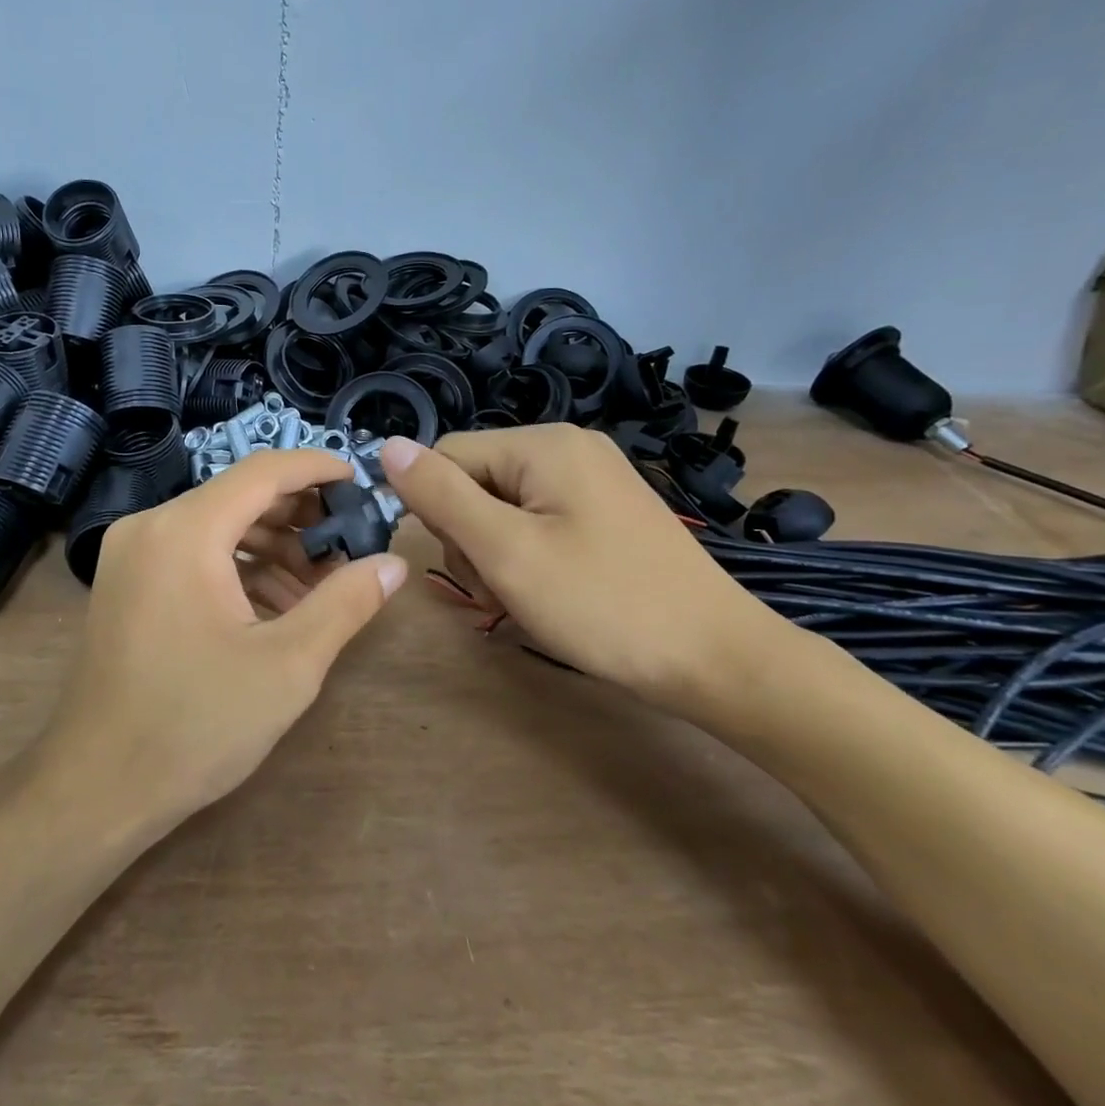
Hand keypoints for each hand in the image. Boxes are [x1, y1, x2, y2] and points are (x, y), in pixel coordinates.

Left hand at [39, 448, 407, 834]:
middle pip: (239, 496)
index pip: (263, 472)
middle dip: (299, 518)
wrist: (97, 787)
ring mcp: (132, 554)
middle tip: (349, 546)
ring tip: (320, 586)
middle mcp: (151, 526)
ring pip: (216, 526)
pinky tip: (275, 606)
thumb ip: (346, 603)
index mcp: (185, 530)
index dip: (317, 469)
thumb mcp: (287, 664)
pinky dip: (237, 568)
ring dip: (272, 547)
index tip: (361, 483)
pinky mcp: (126, 582)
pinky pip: (192, 554)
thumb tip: (393, 564)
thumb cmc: (195, 724)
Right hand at [380, 425, 785, 715]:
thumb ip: (441, 495)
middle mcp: (569, 448)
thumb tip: (387, 447)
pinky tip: (549, 593)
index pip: (447, 456)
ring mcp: (593, 480)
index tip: (465, 564)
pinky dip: (528, 557)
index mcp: (544, 444)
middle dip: (470, 537)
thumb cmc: (603, 604)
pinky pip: (539, 522)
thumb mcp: (506, 551)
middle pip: (476, 481)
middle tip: (500, 589)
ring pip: (503, 507)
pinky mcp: (607, 513)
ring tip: (524, 598)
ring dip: (495, 553)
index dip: (436, 510)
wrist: (717, 660)